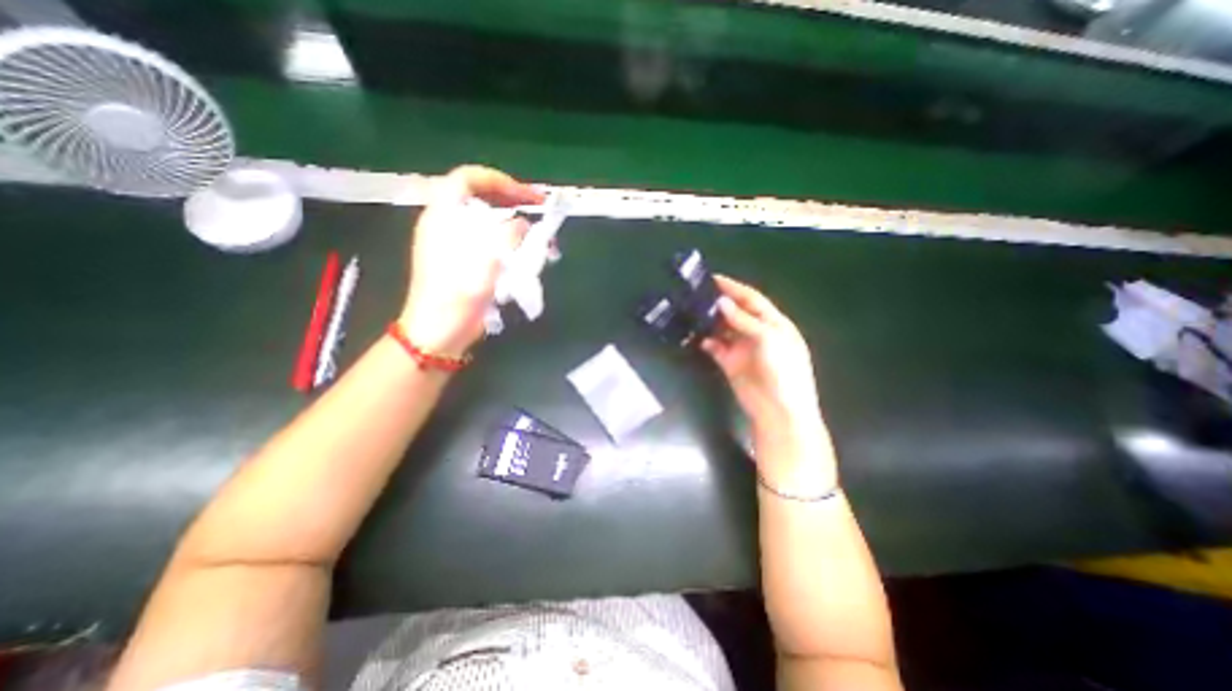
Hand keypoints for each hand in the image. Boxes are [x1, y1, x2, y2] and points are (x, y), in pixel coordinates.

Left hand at [400, 166, 543, 353]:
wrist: (440, 331)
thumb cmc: (458, 294)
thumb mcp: (486, 261)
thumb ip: (507, 235)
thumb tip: (523, 224)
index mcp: (443, 216)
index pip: (468, 178)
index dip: (499, 180)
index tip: (526, 196)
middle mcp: (448, 224)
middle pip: (481, 198)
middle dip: (512, 201)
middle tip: (539, 210)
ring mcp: (456, 243)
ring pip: (488, 222)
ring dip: (515, 226)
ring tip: (539, 238)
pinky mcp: (465, 261)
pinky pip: (489, 242)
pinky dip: (510, 244)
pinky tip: (527, 255)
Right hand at [703, 274, 836, 486]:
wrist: (778, 410)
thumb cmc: (782, 371)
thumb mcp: (769, 339)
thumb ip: (744, 320)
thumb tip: (721, 302)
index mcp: (774, 323)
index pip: (752, 299)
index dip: (734, 288)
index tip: (713, 278)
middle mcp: (757, 333)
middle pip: (736, 312)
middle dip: (719, 303)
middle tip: (697, 294)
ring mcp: (743, 348)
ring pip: (723, 329)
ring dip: (710, 321)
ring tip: (692, 311)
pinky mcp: (730, 363)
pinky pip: (716, 347)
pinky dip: (707, 341)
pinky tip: (697, 337)